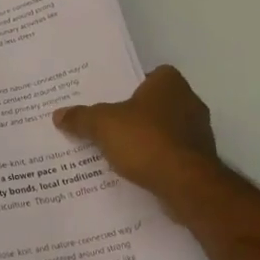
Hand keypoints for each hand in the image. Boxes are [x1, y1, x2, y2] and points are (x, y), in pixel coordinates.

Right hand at [53, 66, 222, 219]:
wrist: (186, 185)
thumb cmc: (146, 140)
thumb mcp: (103, 125)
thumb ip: (81, 118)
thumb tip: (58, 114)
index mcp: (170, 83)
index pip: (150, 74)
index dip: (131, 84)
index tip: (112, 98)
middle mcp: (190, 101)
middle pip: (156, 103)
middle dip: (136, 114)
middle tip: (109, 123)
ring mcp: (199, 133)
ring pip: (166, 130)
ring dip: (147, 138)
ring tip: (119, 150)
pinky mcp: (201, 161)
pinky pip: (172, 154)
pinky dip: (157, 160)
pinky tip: (137, 170)